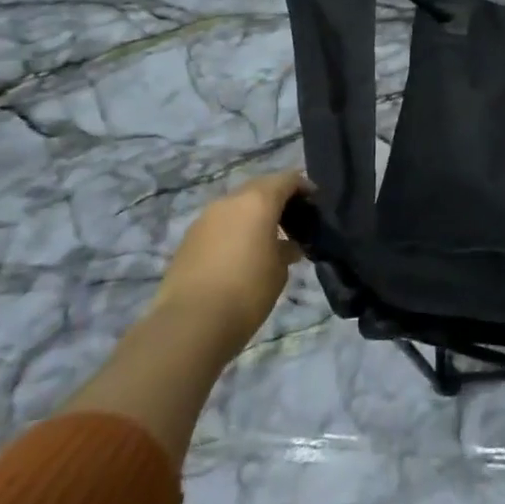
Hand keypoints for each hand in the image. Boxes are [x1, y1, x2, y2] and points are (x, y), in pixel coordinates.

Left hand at [154, 171, 306, 347]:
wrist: (190, 323)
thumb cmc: (248, 290)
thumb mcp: (279, 270)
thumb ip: (286, 249)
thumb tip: (287, 245)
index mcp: (257, 201)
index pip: (287, 180)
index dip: (303, 187)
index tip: (315, 202)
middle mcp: (229, 202)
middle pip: (259, 187)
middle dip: (277, 198)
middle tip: (293, 218)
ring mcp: (205, 219)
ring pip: (237, 206)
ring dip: (253, 214)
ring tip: (268, 238)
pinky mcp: (188, 239)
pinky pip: (220, 224)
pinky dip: (235, 229)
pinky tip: (242, 252)